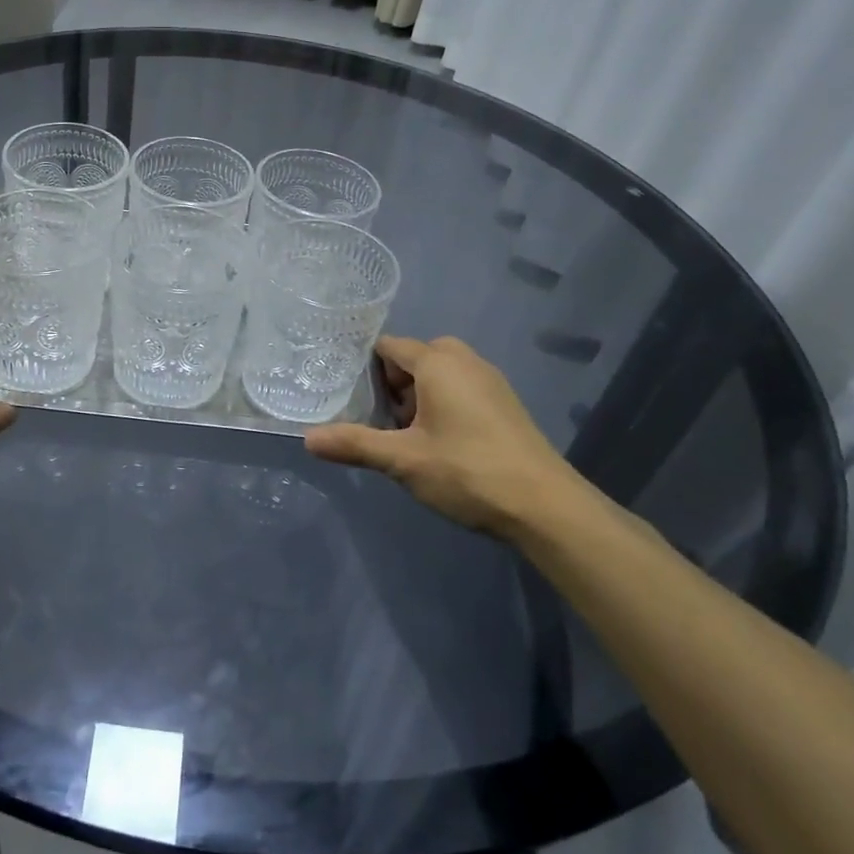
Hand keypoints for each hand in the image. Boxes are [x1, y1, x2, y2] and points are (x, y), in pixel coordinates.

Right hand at [304, 335, 589, 538]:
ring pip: (438, 376)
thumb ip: (354, 444)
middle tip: (376, 420)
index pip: (388, 347)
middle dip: (390, 386)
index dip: (363, 369)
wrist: (546, 506)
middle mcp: (465, 360)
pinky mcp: (504, 404)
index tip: (345, 394)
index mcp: (438, 362)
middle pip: (412, 359)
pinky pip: (460, 389)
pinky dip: (441, 405)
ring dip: (416, 398)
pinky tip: (438, 445)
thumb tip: (308, 439)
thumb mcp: (403, 460)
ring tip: (402, 437)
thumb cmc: (468, 471)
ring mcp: (489, 381)